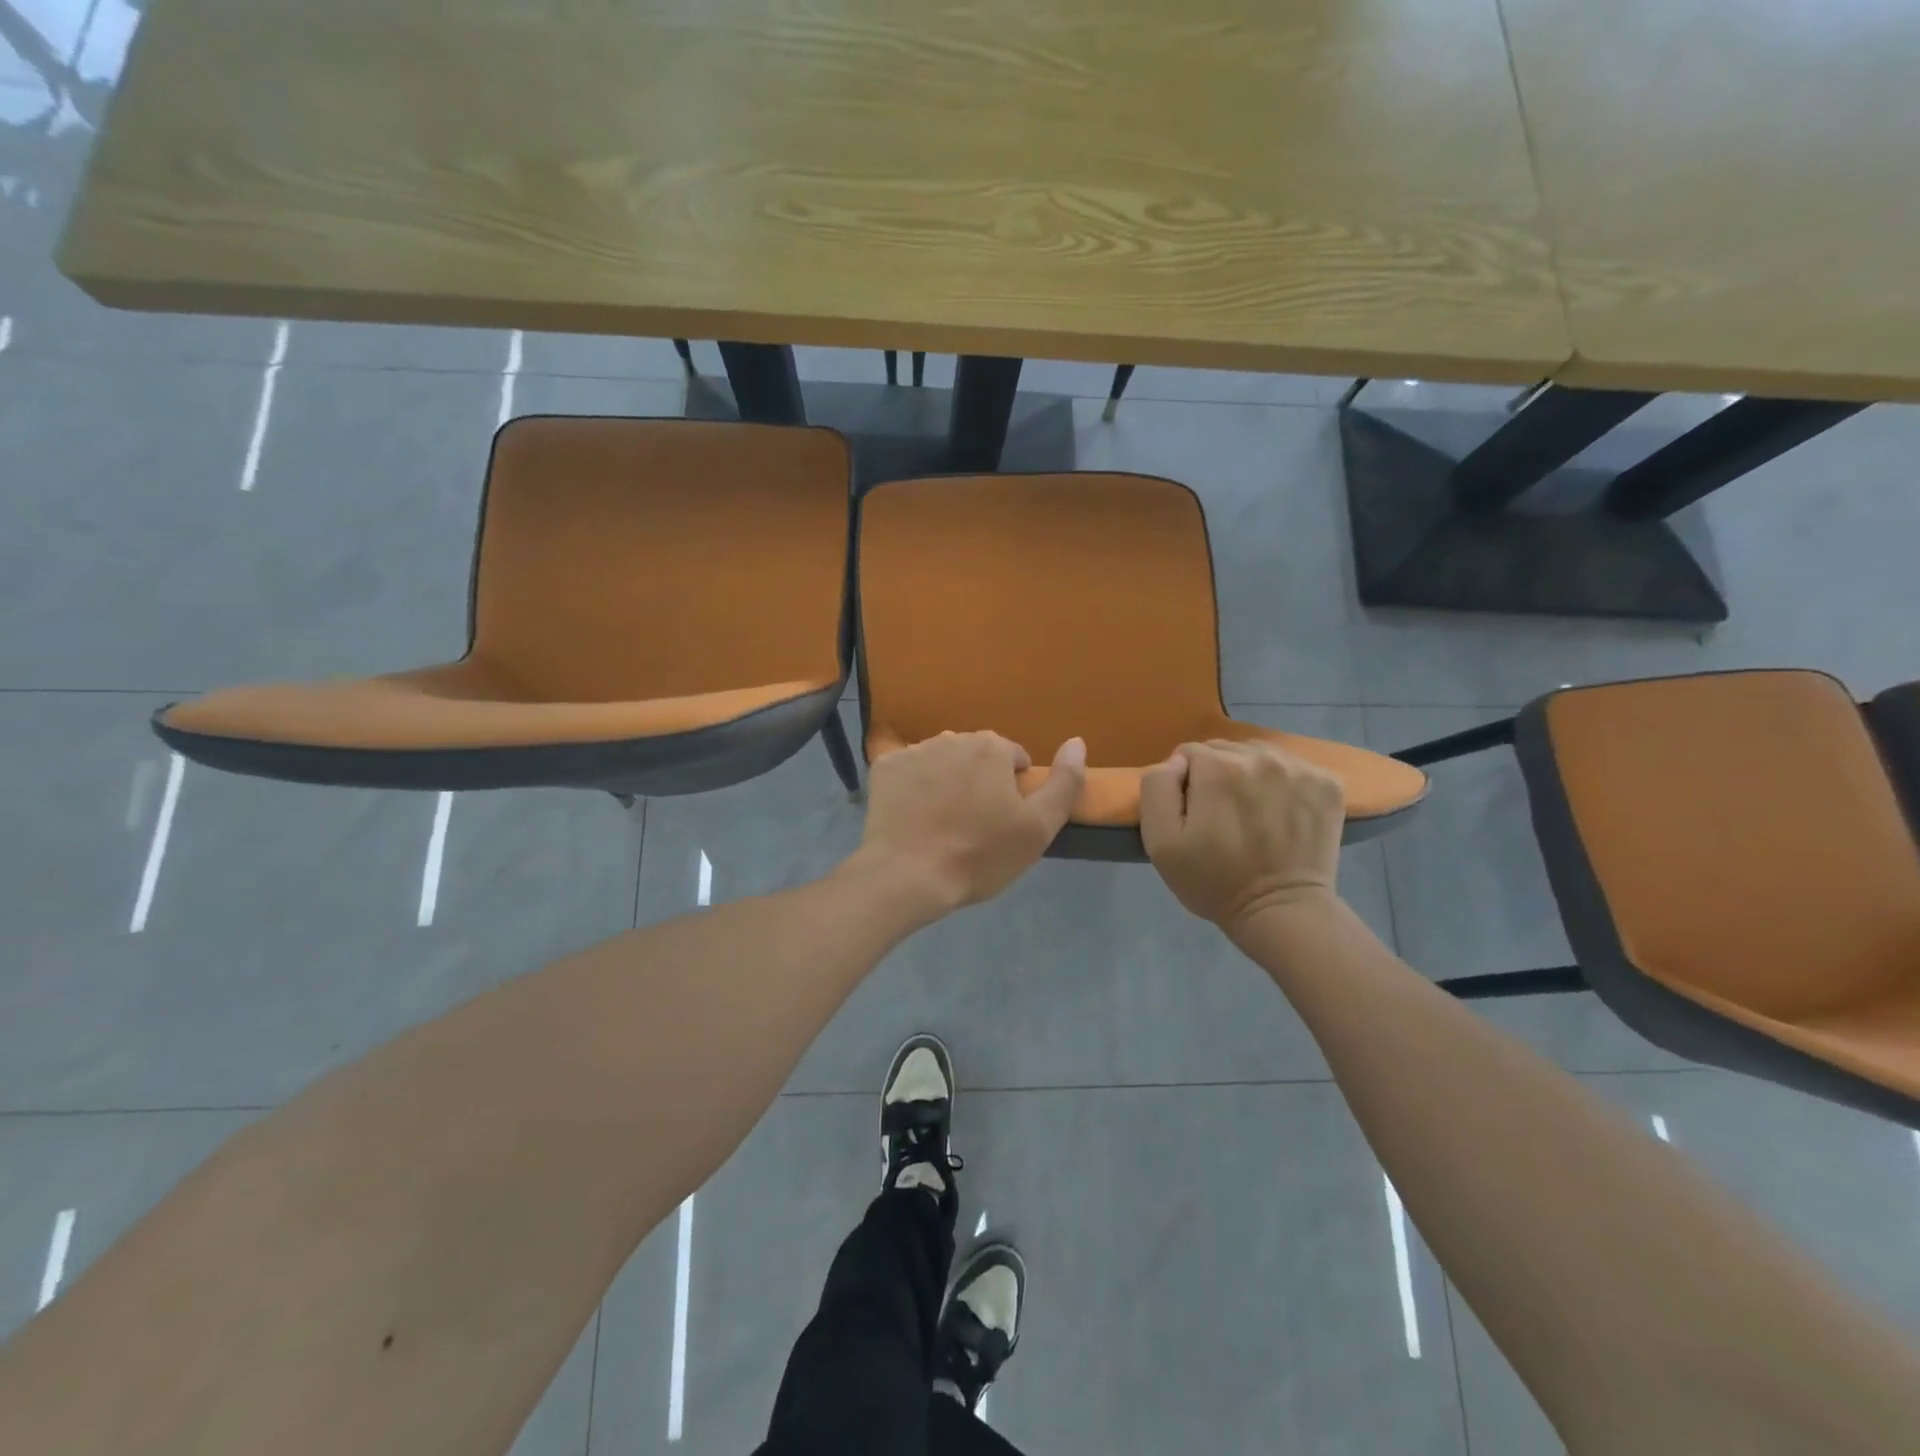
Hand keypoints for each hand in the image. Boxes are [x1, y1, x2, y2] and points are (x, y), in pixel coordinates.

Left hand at [854, 732, 1087, 912]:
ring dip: (947, 781)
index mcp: (991, 747)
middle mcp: (952, 737)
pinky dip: (913, 787)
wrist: (907, 876)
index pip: (1014, 758)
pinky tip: (913, 816)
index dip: (1014, 789)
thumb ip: (1065, 782)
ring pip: (941, 761)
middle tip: (974, 824)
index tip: (1004, 821)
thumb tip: (1077, 742)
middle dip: (980, 780)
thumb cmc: (980, 854)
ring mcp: (914, 751)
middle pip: (976, 756)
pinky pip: (908, 771)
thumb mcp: (1039, 828)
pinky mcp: (884, 768)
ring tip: (942, 822)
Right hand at [1140, 740, 1343, 930]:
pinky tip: (1280, 813)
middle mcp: (1261, 756)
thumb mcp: (1160, 842)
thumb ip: (1157, 788)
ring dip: (1250, 775)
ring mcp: (1300, 768)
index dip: (1185, 784)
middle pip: (1225, 750)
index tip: (1194, 815)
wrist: (1281, 912)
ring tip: (1251, 813)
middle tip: (1221, 816)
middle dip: (1217, 775)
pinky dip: (1283, 784)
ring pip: (1259, 755)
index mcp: (1218, 767)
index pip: (1189, 753)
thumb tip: (1176, 763)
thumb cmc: (1213, 881)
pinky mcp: (1328, 784)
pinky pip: (1293, 767)